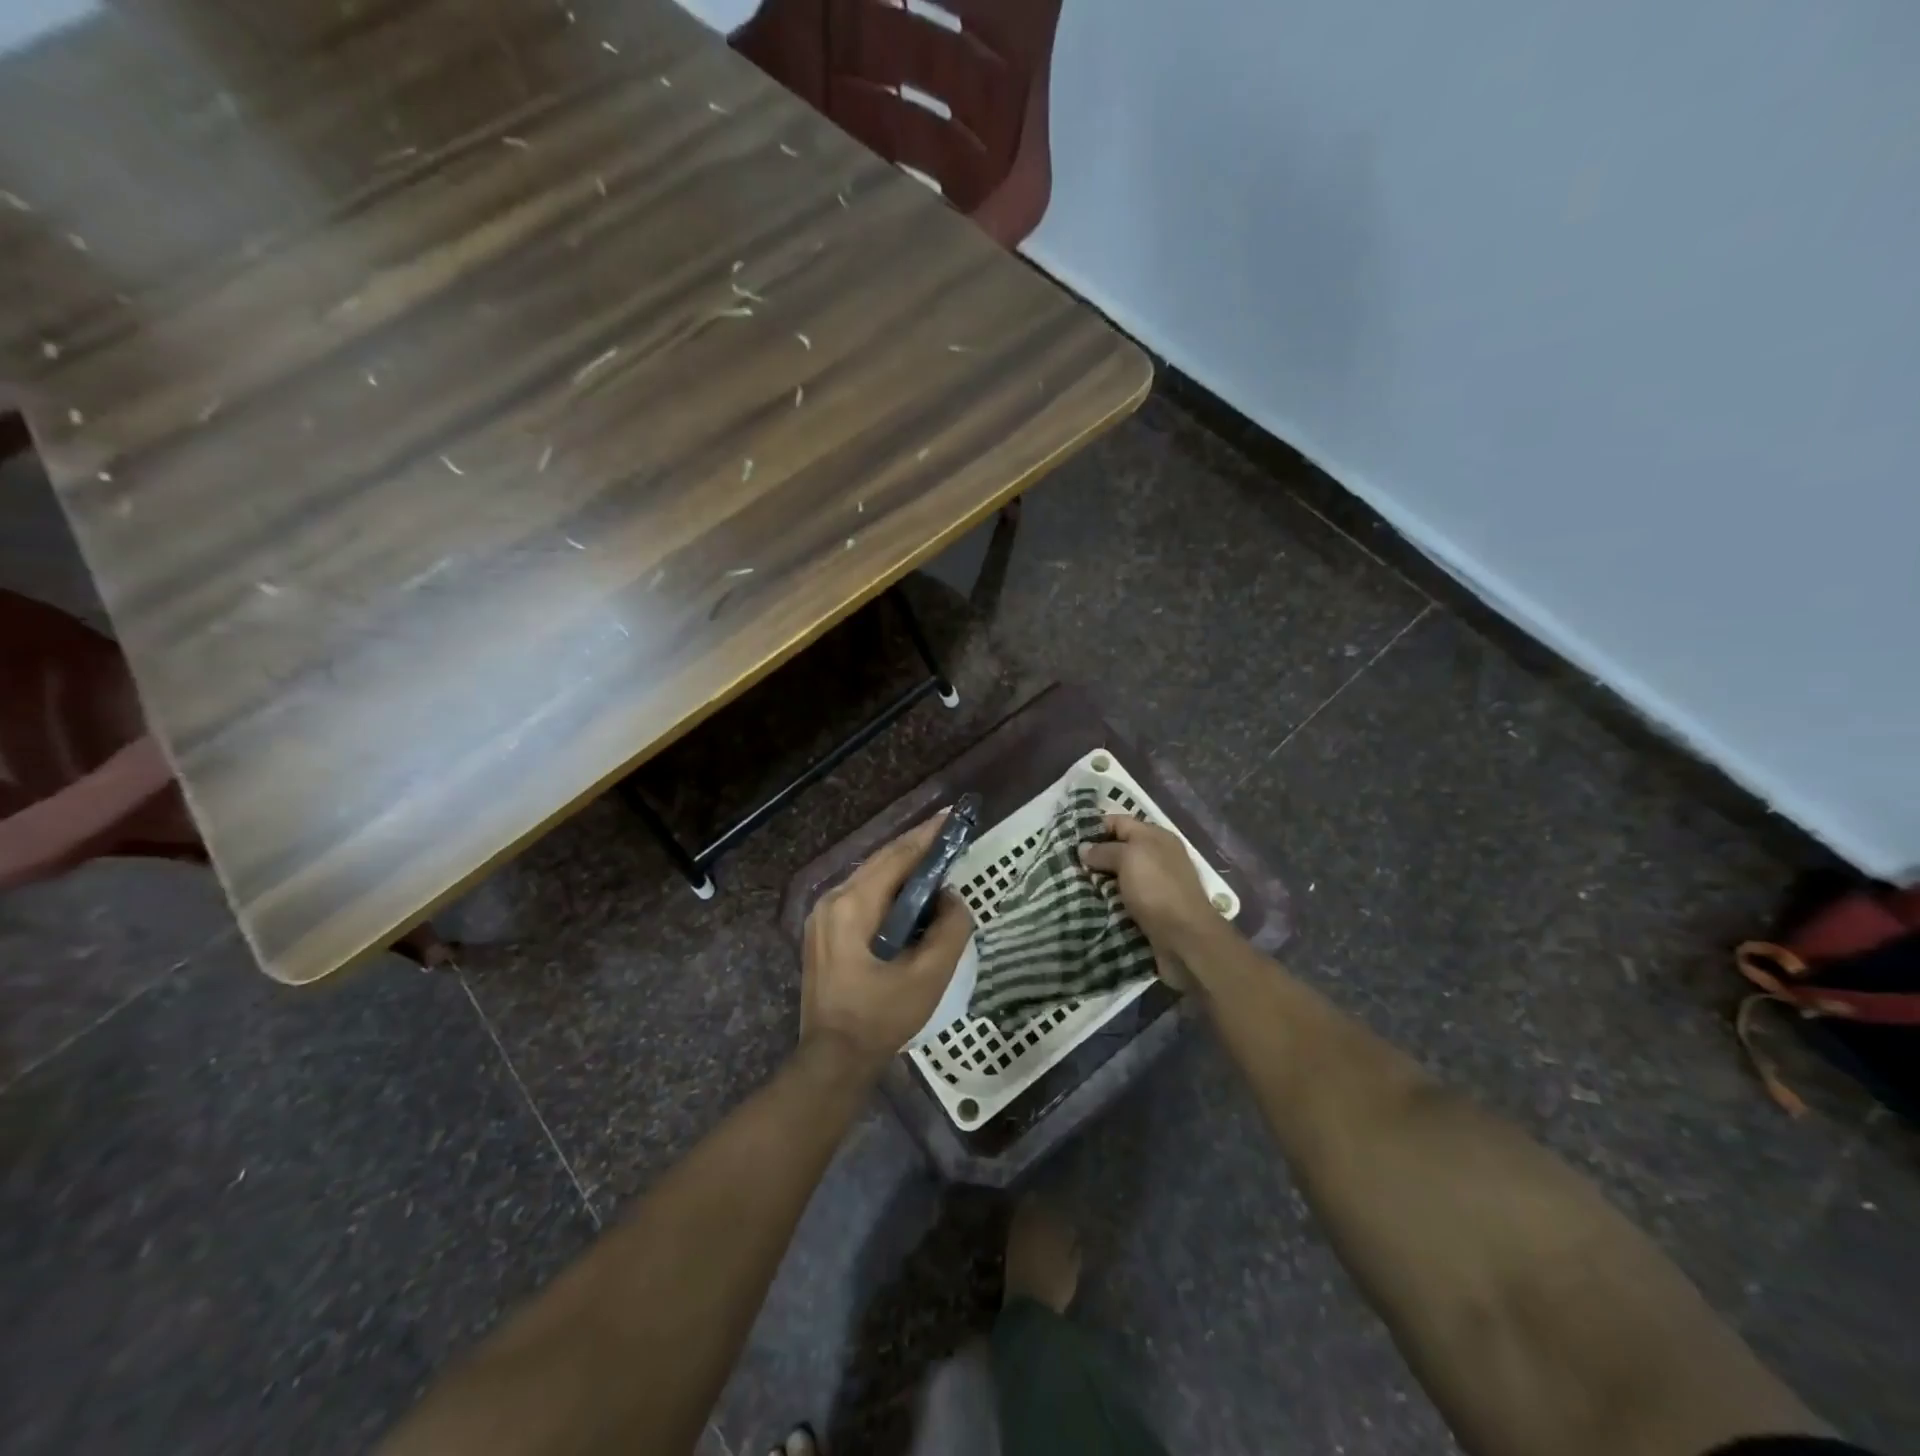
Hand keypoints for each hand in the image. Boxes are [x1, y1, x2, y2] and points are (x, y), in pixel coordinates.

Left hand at [800, 811, 974, 1078]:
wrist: (833, 1058)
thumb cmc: (882, 1017)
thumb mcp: (928, 976)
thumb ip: (950, 929)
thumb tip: (951, 898)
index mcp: (854, 905)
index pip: (897, 858)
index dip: (927, 836)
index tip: (952, 817)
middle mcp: (832, 900)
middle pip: (881, 862)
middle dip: (916, 846)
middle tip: (949, 832)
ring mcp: (822, 915)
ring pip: (870, 877)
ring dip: (902, 866)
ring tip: (935, 857)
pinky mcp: (823, 930)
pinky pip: (861, 895)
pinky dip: (888, 887)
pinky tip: (909, 892)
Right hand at [1079, 816, 1218, 988]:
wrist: (1185, 938)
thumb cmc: (1156, 888)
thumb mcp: (1128, 858)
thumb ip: (1104, 850)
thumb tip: (1084, 849)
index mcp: (1155, 836)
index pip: (1118, 822)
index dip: (1093, 828)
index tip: (1067, 838)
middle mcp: (1157, 856)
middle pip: (1119, 849)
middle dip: (1094, 856)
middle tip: (1065, 863)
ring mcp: (1156, 884)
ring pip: (1119, 876)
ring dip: (1099, 881)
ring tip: (1071, 884)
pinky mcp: (1152, 909)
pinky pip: (1124, 898)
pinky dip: (1108, 900)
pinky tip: (1089, 903)